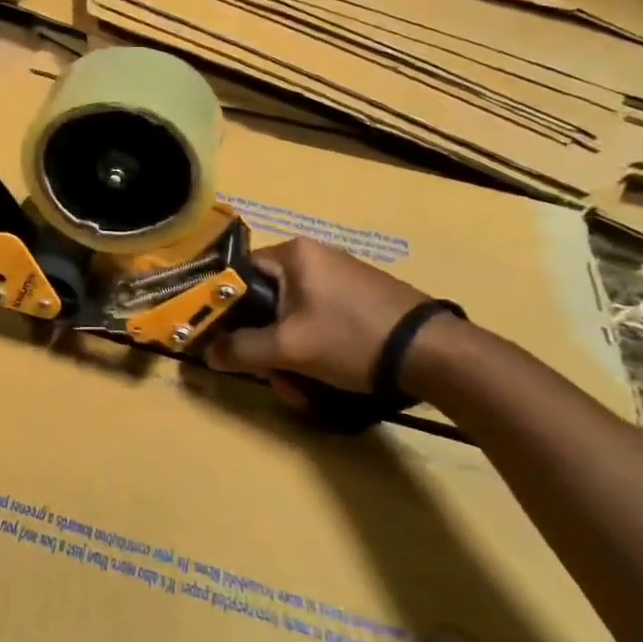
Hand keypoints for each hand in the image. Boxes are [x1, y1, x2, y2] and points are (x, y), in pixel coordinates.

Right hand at [205, 237, 428, 397]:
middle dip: (263, 343)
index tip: (224, 342)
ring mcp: (340, 277)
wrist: (435, 354)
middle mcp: (314, 257)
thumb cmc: (352, 338)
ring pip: (291, 316)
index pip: (238, 274)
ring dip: (287, 353)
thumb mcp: (290, 348)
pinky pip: (317, 320)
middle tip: (272, 375)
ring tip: (301, 388)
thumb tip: (207, 354)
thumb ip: (242, 349)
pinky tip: (323, 377)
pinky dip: (312, 348)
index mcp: (294, 254)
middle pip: (265, 300)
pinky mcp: (360, 298)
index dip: (225, 309)